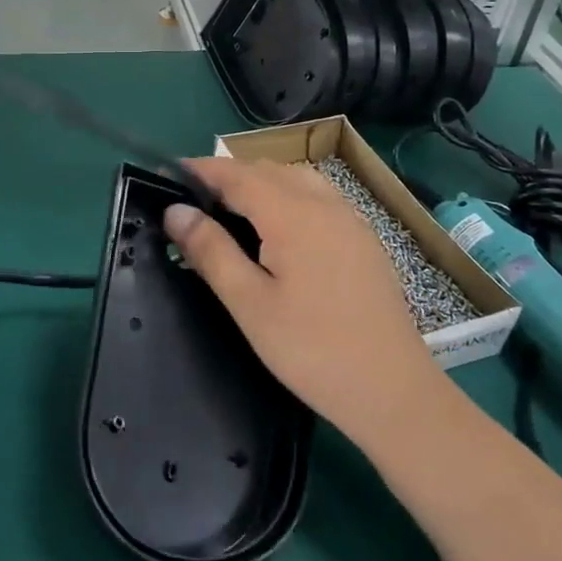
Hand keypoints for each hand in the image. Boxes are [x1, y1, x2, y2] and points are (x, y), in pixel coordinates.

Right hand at [163, 157, 441, 441]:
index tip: (168, 176)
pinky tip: (278, 231)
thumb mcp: (249, 304)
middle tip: (193, 203)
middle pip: (266, 170)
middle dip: (227, 176)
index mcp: (292, 214)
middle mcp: (323, 204)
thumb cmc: (312, 350)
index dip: (200, 170)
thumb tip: (175, 211)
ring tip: (231, 213)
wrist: (393, 390)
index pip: (236, 174)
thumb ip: (210, 250)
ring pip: (295, 179)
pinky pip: (318, 197)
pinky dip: (287, 197)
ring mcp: (349, 219)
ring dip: (259, 183)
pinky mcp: (363, 239)